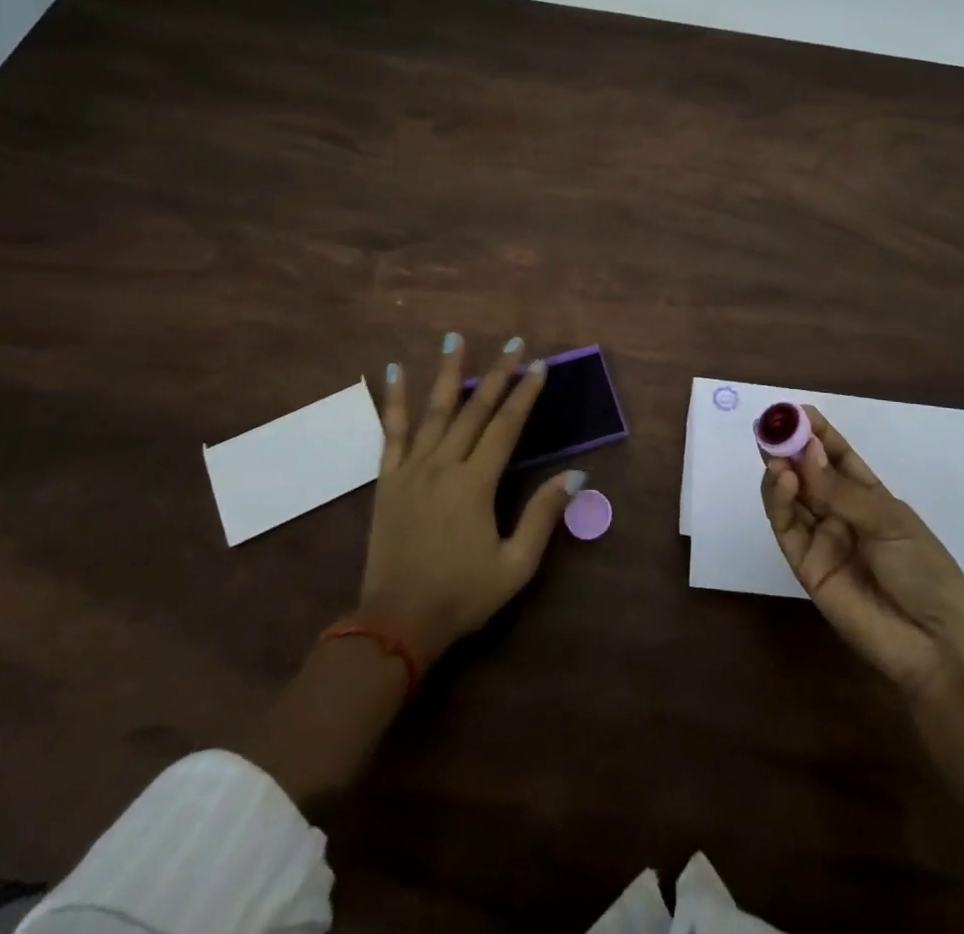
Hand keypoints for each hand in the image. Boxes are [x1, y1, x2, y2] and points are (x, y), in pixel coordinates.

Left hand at [359, 334, 581, 664]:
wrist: (396, 624)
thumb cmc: (461, 596)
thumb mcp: (515, 566)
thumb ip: (543, 517)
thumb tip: (576, 475)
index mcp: (475, 485)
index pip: (506, 427)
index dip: (525, 394)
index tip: (539, 365)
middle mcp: (443, 466)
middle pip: (474, 410)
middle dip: (497, 374)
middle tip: (513, 342)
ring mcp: (411, 470)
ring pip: (434, 410)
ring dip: (448, 372)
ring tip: (456, 338)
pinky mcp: (387, 480)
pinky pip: (391, 432)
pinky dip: (395, 400)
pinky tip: (395, 372)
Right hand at [761, 406, 963, 702]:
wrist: (933, 642)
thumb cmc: (924, 571)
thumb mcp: (890, 521)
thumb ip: (842, 491)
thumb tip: (805, 453)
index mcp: (868, 496)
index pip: (837, 456)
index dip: (817, 432)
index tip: (797, 411)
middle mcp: (839, 512)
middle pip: (807, 473)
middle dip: (789, 448)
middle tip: (771, 426)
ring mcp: (821, 538)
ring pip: (790, 497)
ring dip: (780, 470)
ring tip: (775, 452)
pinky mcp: (805, 565)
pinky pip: (786, 528)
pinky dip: (778, 501)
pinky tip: (782, 479)